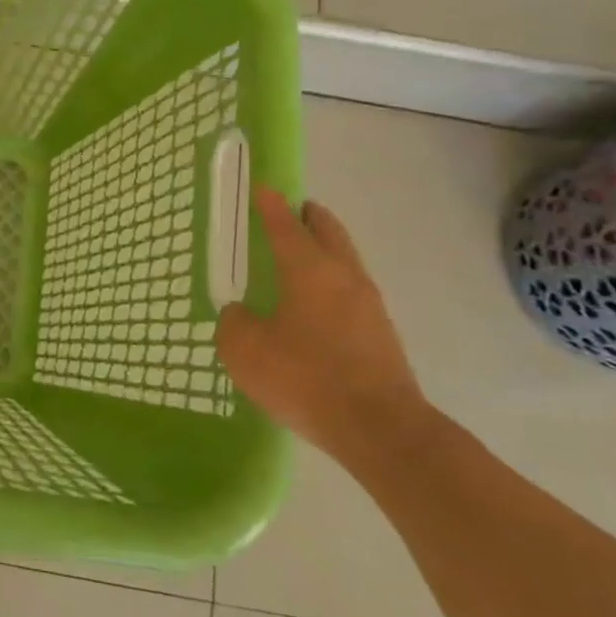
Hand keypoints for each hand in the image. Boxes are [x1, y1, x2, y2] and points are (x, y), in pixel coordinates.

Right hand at [218, 189, 433, 468]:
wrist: (380, 429)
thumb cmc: (305, 378)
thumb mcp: (244, 350)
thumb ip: (234, 323)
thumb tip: (241, 314)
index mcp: (309, 270)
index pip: (285, 225)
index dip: (270, 205)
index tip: (262, 187)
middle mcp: (344, 277)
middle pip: (328, 232)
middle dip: (309, 217)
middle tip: (290, 211)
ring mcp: (369, 305)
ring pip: (345, 260)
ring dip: (324, 249)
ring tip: (299, 257)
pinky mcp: (381, 333)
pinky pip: (351, 290)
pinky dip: (331, 282)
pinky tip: (314, 304)